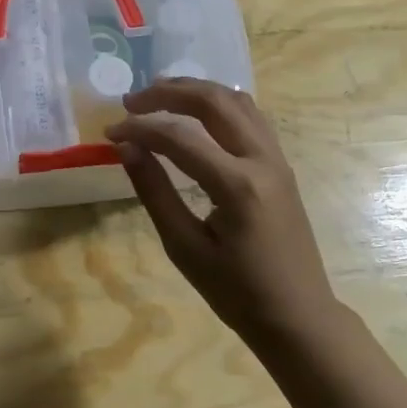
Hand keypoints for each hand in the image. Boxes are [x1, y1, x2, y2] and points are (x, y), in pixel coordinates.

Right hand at [105, 78, 343, 351]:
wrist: (297, 315)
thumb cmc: (237, 292)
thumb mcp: (185, 247)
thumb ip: (154, 192)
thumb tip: (126, 149)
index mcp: (237, 185)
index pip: (179, 138)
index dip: (140, 129)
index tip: (109, 133)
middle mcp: (262, 160)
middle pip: (213, 102)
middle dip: (168, 93)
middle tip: (131, 101)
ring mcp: (277, 159)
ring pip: (237, 101)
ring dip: (196, 91)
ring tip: (159, 96)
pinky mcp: (281, 165)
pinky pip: (251, 117)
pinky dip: (219, 104)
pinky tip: (197, 114)